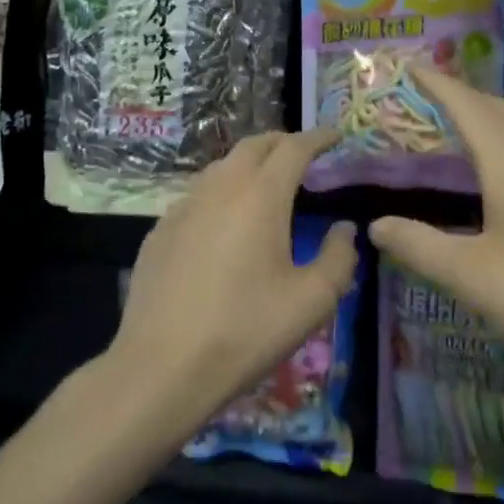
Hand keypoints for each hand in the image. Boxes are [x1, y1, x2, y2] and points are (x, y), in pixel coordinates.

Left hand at [112, 131, 359, 435]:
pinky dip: (221, 192)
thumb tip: (343, 229)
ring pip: (221, 167)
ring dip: (249, 164)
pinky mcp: (160, 231)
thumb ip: (339, 257)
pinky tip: (224, 221)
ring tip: (266, 184)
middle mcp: (220, 188)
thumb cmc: (247, 330)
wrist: (163, 366)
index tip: (335, 136)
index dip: (318, 138)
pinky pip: (197, 195)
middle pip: (254, 145)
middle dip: (283, 142)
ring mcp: (183, 207)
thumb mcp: (313, 300)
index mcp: (261, 195)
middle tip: (304, 155)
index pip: (294, 148)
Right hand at [368, 68, 503, 379]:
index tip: (409, 65)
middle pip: (497, 111)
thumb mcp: (470, 275)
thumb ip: (420, 246)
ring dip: (485, 120)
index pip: (468, 107)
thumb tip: (376, 225)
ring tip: (452, 128)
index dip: (437, 84)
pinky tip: (494, 178)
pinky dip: (502, 147)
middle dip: (461, 95)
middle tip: (423, 96)